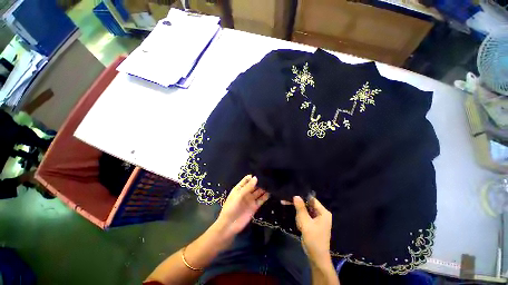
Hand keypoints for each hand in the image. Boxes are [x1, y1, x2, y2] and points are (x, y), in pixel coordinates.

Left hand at [215, 175, 269, 240]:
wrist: (230, 225)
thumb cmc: (231, 207)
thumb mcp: (238, 195)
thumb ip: (248, 187)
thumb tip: (256, 177)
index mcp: (239, 188)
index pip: (247, 179)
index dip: (252, 176)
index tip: (260, 172)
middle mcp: (246, 192)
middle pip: (254, 185)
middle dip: (260, 181)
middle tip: (269, 177)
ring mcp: (251, 199)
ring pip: (258, 192)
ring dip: (264, 188)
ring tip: (271, 183)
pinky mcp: (255, 206)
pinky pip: (261, 200)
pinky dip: (265, 196)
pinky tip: (271, 192)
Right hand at [293, 196, 331, 264]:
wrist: (316, 257)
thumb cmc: (313, 239)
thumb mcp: (305, 222)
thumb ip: (300, 208)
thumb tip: (296, 196)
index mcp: (323, 212)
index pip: (312, 200)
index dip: (302, 198)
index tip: (292, 197)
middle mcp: (321, 214)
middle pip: (308, 205)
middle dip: (299, 209)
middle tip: (291, 209)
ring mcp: (317, 219)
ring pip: (305, 211)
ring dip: (300, 216)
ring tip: (300, 225)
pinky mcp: (313, 224)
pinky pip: (305, 217)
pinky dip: (301, 220)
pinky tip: (300, 226)